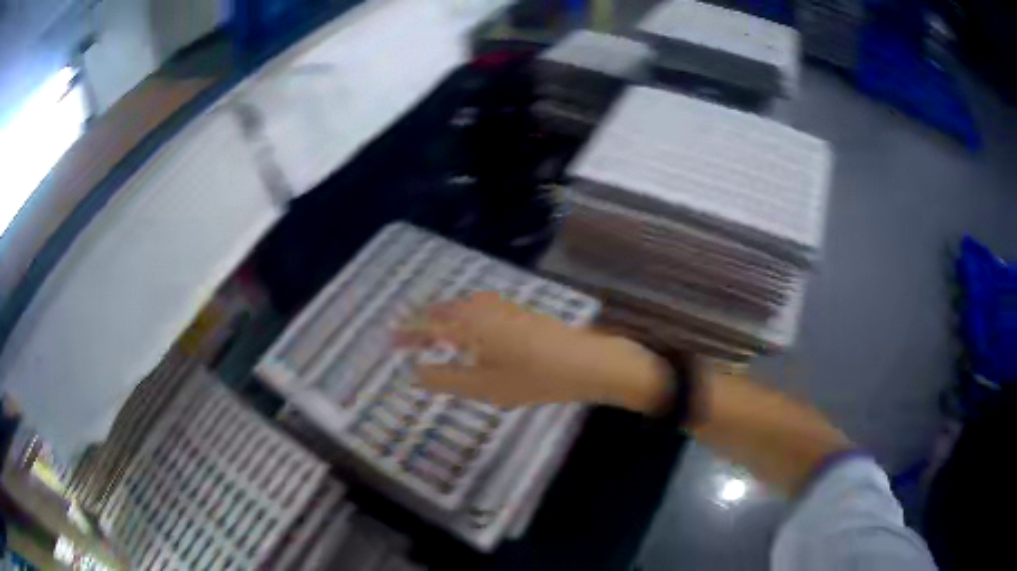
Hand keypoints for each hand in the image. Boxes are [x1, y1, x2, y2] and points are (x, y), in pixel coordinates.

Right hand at [395, 291, 669, 409]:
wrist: (588, 363)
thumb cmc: (534, 377)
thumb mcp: (485, 386)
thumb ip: (446, 379)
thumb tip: (415, 373)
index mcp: (470, 323)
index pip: (428, 325)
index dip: (408, 332)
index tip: (389, 340)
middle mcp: (484, 308)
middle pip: (445, 312)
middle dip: (424, 324)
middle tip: (407, 338)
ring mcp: (505, 309)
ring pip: (464, 310)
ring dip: (444, 321)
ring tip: (433, 337)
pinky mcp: (521, 315)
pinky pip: (480, 313)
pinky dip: (464, 322)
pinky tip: (470, 336)